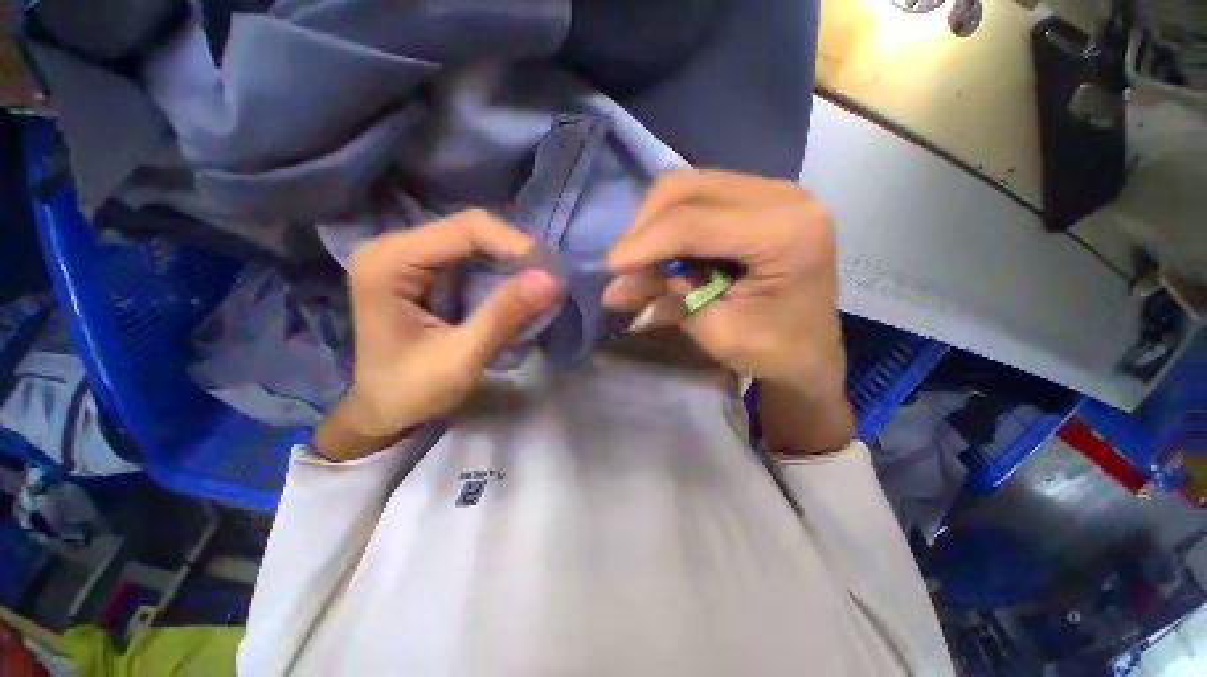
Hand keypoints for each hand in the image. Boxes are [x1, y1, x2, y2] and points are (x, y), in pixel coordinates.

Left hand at [315, 211, 558, 460]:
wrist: (383, 410)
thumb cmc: (412, 390)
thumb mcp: (461, 357)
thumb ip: (503, 315)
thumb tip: (550, 280)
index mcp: (389, 262)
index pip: (464, 229)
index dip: (513, 243)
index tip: (550, 272)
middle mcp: (394, 248)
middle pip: (470, 229)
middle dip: (515, 252)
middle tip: (549, 279)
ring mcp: (408, 256)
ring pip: (474, 241)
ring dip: (510, 261)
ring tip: (539, 285)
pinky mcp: (423, 270)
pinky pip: (471, 257)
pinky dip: (499, 271)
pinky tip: (516, 289)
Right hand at [604, 170, 853, 451]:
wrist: (810, 352)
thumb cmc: (773, 352)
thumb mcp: (716, 332)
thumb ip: (671, 298)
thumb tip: (616, 286)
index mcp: (787, 234)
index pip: (694, 224)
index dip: (643, 244)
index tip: (610, 269)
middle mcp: (783, 196)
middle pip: (685, 189)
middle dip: (643, 229)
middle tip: (625, 267)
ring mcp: (771, 191)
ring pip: (687, 187)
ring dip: (653, 225)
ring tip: (640, 263)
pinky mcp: (756, 199)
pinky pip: (697, 197)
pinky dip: (669, 225)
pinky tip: (661, 253)